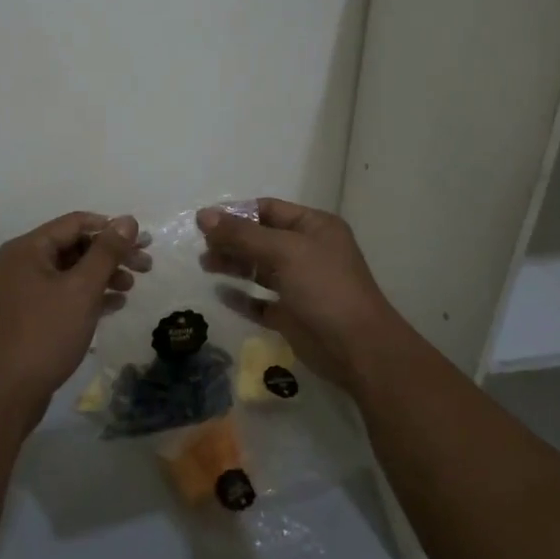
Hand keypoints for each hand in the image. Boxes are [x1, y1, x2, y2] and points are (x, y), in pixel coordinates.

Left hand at [0, 211, 149, 414]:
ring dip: (103, 275)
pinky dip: (90, 295)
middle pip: (75, 245)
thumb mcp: (82, 289)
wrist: (6, 394)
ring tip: (132, 287)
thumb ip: (107, 252)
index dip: (112, 228)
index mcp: (28, 248)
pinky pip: (65, 293)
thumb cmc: (45, 334)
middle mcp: (23, 263)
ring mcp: (24, 290)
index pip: (76, 222)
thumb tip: (128, 220)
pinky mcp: (30, 315)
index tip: (143, 242)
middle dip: (111, 254)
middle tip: (146, 266)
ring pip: (72, 271)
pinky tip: (115, 304)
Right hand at [196, 198, 409, 393]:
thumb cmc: (324, 287)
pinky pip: (261, 302)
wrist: (358, 348)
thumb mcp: (284, 251)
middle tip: (201, 246)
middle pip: (261, 238)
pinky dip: (242, 297)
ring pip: (260, 268)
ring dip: (233, 264)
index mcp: (313, 227)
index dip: (236, 213)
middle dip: (232, 239)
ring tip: (204, 265)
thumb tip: (203, 215)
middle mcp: (307, 251)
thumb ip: (242, 234)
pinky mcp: (292, 315)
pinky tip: (220, 294)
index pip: (268, 210)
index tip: (204, 221)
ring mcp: (300, 284)